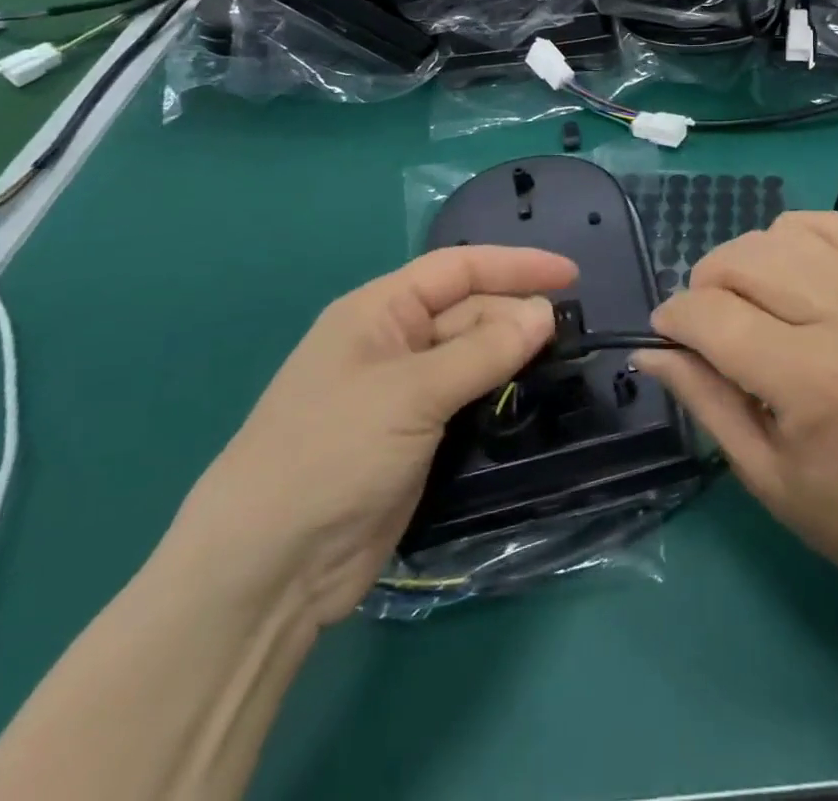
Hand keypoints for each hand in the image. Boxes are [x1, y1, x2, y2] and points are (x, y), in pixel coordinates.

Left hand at [172, 246, 575, 626]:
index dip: (516, 266)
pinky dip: (500, 394)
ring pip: (473, 356)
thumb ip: (483, 351)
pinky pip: (469, 399)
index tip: (570, 276)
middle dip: (517, 315)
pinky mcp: (416, 437)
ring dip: (513, 355)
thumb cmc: (330, 455)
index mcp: (379, 312)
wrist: (266, 571)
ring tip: (563, 361)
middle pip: (470, 311)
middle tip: (571, 335)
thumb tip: (545, 315)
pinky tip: (531, 398)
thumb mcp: (410, 394)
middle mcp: (393, 343)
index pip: (459, 269)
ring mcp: (404, 393)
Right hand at [634, 212, 837, 606]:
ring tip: (742, 302)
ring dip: (742, 260)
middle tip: (703, 328)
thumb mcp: (763, 473)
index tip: (664, 338)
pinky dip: (792, 235)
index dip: (673, 320)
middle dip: (703, 285)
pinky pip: (829, 226)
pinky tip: (784, 272)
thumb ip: (703, 398)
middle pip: (743, 260)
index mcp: (810, 380)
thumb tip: (648, 352)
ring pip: (780, 235)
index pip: (714, 316)